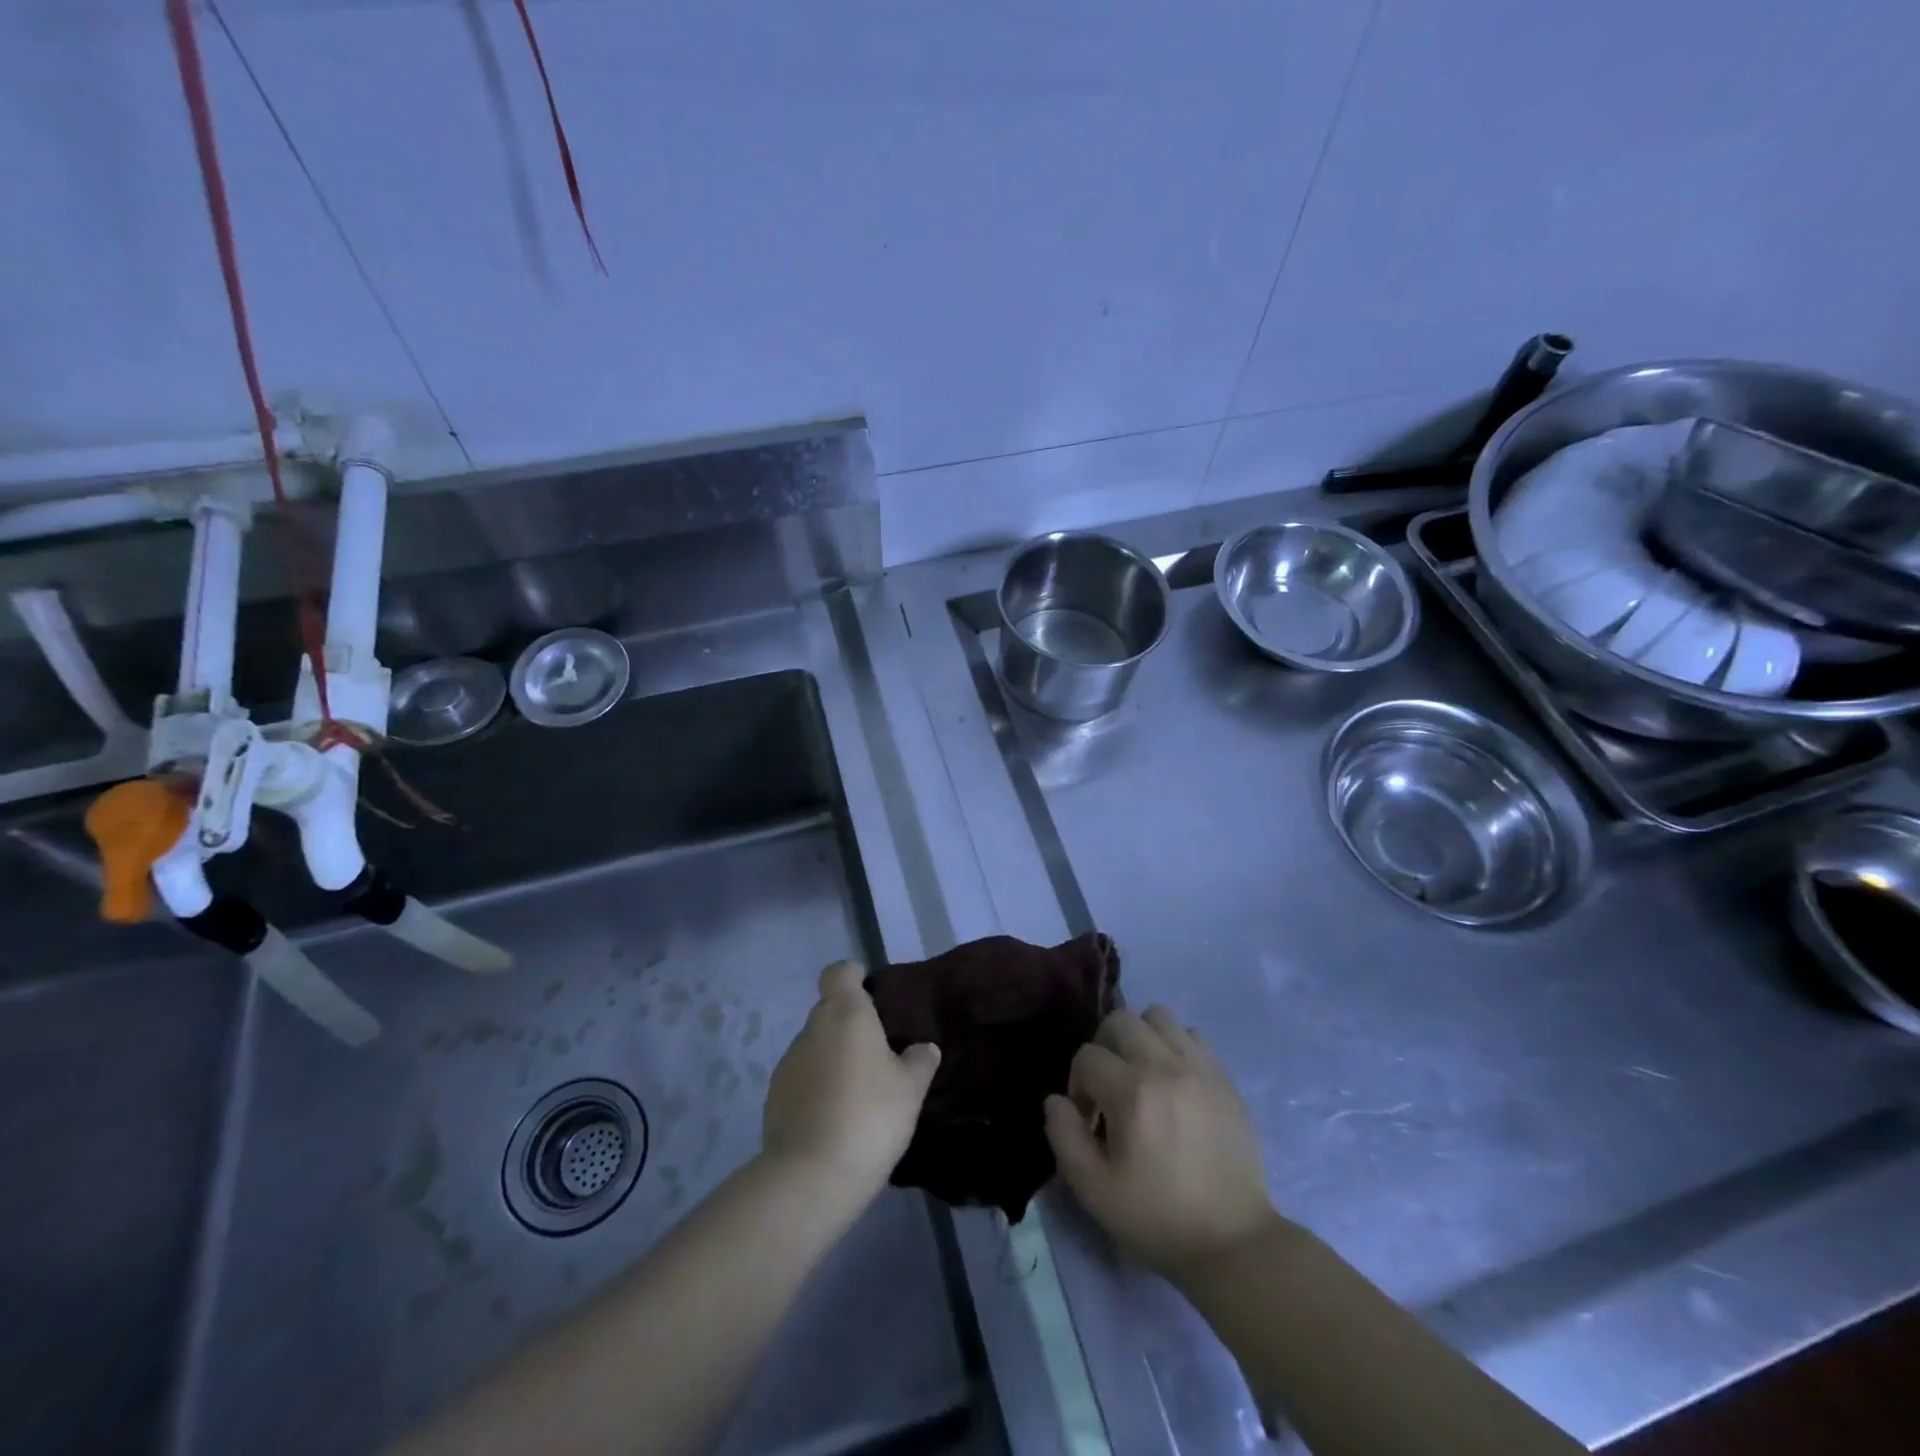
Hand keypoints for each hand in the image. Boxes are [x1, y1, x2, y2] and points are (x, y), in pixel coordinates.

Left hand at [763, 961, 940, 1195]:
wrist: (810, 1177)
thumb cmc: (869, 1116)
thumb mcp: (910, 1089)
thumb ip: (920, 1061)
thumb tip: (924, 1047)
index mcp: (845, 1013)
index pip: (839, 973)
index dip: (854, 977)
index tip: (872, 995)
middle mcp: (812, 1029)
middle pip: (830, 1011)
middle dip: (852, 1026)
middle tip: (880, 1055)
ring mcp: (788, 1063)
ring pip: (816, 1047)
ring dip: (834, 1059)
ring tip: (860, 1093)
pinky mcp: (774, 1098)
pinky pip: (803, 1079)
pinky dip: (818, 1088)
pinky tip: (837, 1118)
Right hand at [1045, 1006, 1276, 1280]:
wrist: (1233, 1242)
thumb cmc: (1158, 1218)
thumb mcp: (1094, 1192)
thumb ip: (1063, 1137)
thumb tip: (1057, 1100)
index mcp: (1132, 1093)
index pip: (1087, 1056)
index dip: (1078, 1085)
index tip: (1090, 1120)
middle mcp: (1166, 1067)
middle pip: (1120, 1021)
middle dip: (1104, 1048)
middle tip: (1110, 1088)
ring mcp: (1199, 1067)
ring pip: (1157, 1017)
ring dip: (1140, 1038)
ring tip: (1143, 1076)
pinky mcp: (1224, 1077)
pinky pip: (1191, 1035)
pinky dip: (1174, 1047)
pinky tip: (1174, 1082)